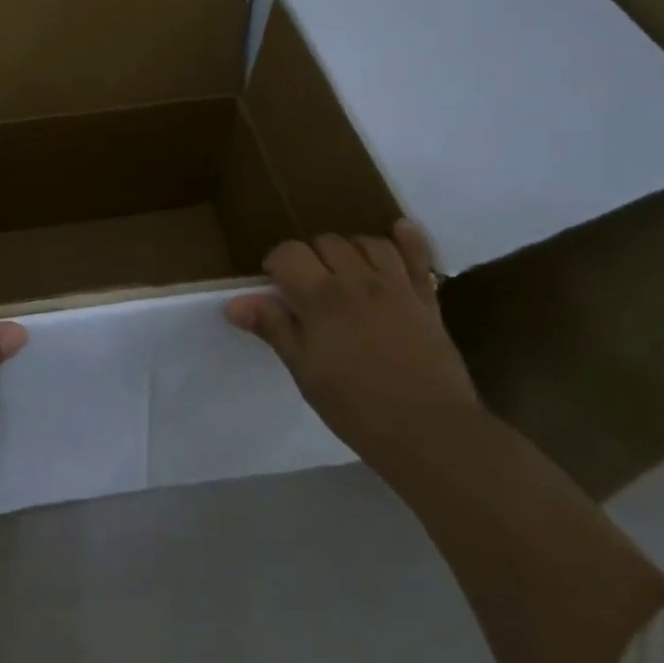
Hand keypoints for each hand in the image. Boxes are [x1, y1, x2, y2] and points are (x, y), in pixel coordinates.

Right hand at [226, 220, 479, 476]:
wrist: (431, 433)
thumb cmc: (356, 407)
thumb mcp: (304, 372)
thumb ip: (272, 328)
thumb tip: (233, 302)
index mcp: (320, 297)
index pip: (288, 253)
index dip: (277, 263)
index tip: (276, 285)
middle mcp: (356, 280)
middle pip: (326, 242)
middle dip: (312, 257)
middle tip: (310, 287)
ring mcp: (395, 286)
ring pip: (367, 243)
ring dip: (351, 250)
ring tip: (346, 272)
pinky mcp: (426, 299)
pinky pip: (419, 257)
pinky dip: (409, 239)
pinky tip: (399, 229)